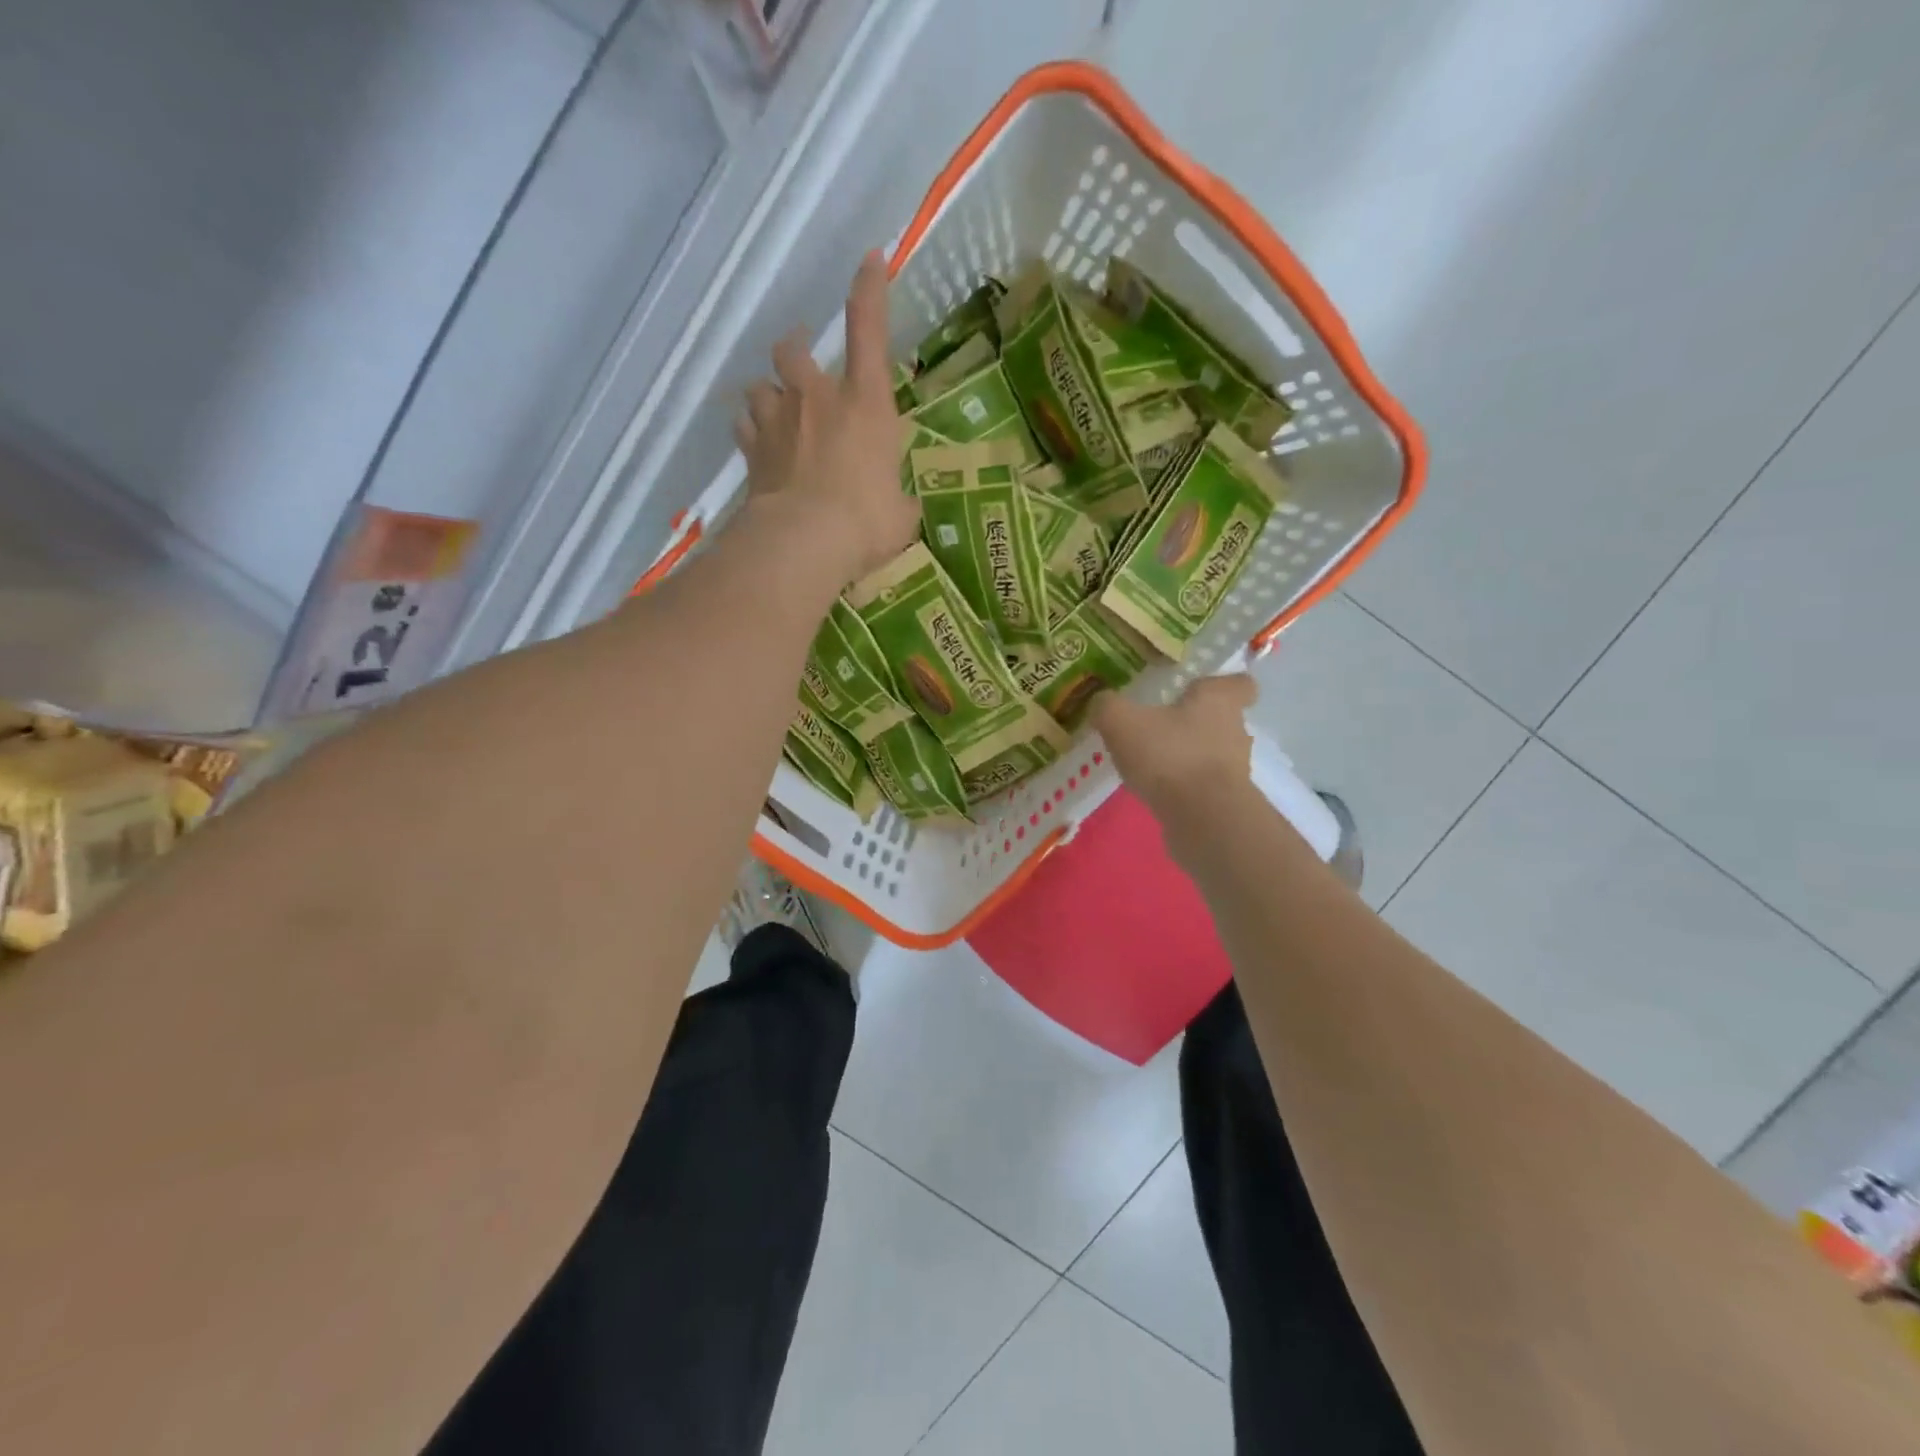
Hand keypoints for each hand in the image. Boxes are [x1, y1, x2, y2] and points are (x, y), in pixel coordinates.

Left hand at [734, 250, 920, 581]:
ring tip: (775, 413)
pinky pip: (743, 428)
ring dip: (767, 395)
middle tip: (800, 367)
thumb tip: (899, 507)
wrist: (806, 541)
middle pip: (792, 350)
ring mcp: (778, 422)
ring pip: (759, 386)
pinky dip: (750, 432)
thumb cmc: (866, 521)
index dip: (870, 290)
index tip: (870, 259)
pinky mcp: (751, 452)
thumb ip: (897, 498)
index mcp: (865, 402)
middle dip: (794, 352)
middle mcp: (817, 398)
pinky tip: (757, 446)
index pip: (868, 329)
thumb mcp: (900, 512)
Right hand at [1091, 674, 1257, 818]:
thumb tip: (1101, 702)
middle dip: (1193, 722)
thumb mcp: (1122, 722)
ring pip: (1211, 753)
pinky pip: (1202, 785)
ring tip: (1150, 761)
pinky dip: (1182, 785)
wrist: (1203, 820)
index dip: (1223, 683)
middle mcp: (1235, 731)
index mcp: (1219, 700)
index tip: (1199, 688)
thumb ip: (1108, 707)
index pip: (1240, 683)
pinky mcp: (1225, 801)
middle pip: (1221, 719)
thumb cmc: (1170, 756)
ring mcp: (1233, 769)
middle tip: (1159, 723)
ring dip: (1186, 755)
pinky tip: (1154, 789)